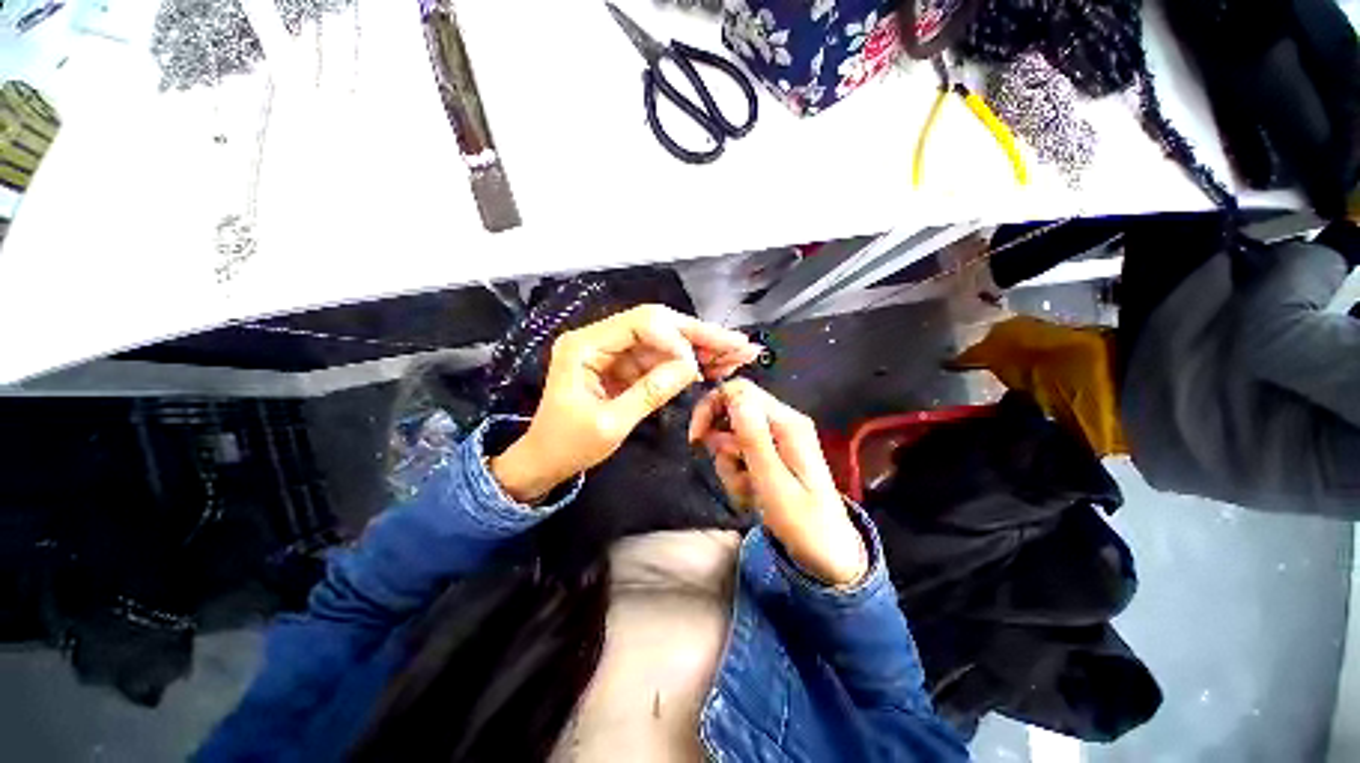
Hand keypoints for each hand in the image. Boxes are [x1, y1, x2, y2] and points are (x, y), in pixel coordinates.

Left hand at [492, 305, 759, 502]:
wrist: (545, 460)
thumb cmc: (567, 446)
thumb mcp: (610, 424)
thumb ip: (650, 392)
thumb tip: (690, 368)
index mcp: (584, 346)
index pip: (641, 324)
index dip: (675, 340)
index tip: (695, 369)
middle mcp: (599, 338)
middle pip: (658, 325)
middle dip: (700, 335)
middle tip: (739, 344)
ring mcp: (613, 351)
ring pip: (664, 340)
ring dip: (700, 348)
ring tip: (737, 354)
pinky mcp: (623, 366)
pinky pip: (660, 358)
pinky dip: (687, 362)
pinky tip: (714, 365)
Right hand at [689, 379, 866, 586]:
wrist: (829, 553)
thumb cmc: (803, 523)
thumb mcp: (773, 483)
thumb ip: (753, 438)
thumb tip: (735, 396)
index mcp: (787, 423)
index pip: (739, 391)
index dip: (711, 407)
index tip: (697, 439)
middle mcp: (783, 422)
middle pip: (733, 411)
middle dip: (722, 443)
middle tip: (733, 473)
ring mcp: (779, 437)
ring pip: (733, 434)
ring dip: (730, 463)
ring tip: (748, 491)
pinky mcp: (774, 452)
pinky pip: (742, 451)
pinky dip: (738, 470)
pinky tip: (751, 492)